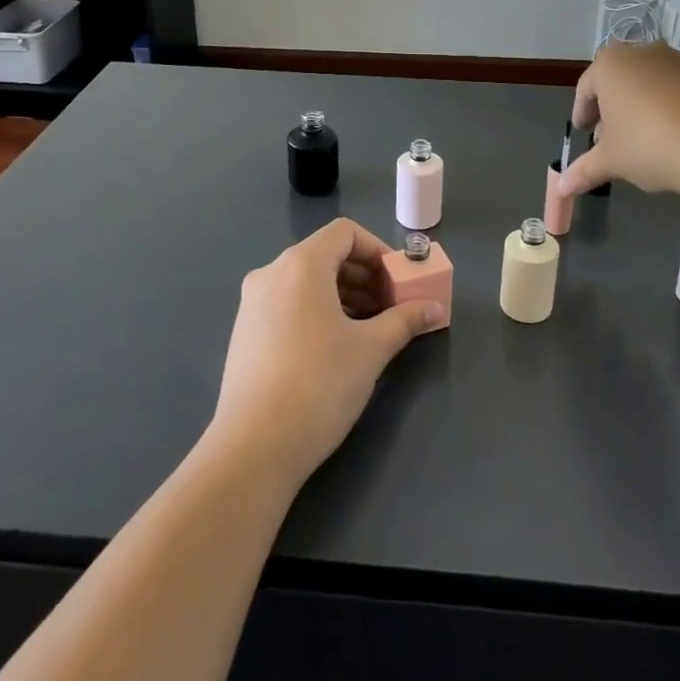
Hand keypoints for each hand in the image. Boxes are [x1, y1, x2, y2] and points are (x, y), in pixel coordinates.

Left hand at [208, 218, 445, 489]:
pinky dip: (316, 312)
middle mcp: (271, 273)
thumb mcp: (371, 350)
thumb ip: (405, 320)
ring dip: (343, 296)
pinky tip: (335, 348)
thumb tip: (434, 308)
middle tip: (391, 308)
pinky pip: (288, 304)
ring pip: (306, 283)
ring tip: (369, 331)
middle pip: (325, 256)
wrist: (254, 447)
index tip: (398, 283)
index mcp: (300, 264)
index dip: (377, 251)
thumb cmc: (319, 384)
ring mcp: (252, 304)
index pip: (344, 233)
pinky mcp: (244, 333)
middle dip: (364, 277)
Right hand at [558, 42, 679, 198]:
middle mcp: (644, 53)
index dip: (583, 111)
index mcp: (609, 67)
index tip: (585, 132)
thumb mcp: (612, 163)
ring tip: (657, 126)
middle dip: (617, 101)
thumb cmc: (651, 148)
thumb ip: (584, 170)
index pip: (587, 88)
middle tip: (617, 132)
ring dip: (653, 93)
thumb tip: (562, 187)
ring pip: (659, 72)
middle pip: (622, 76)